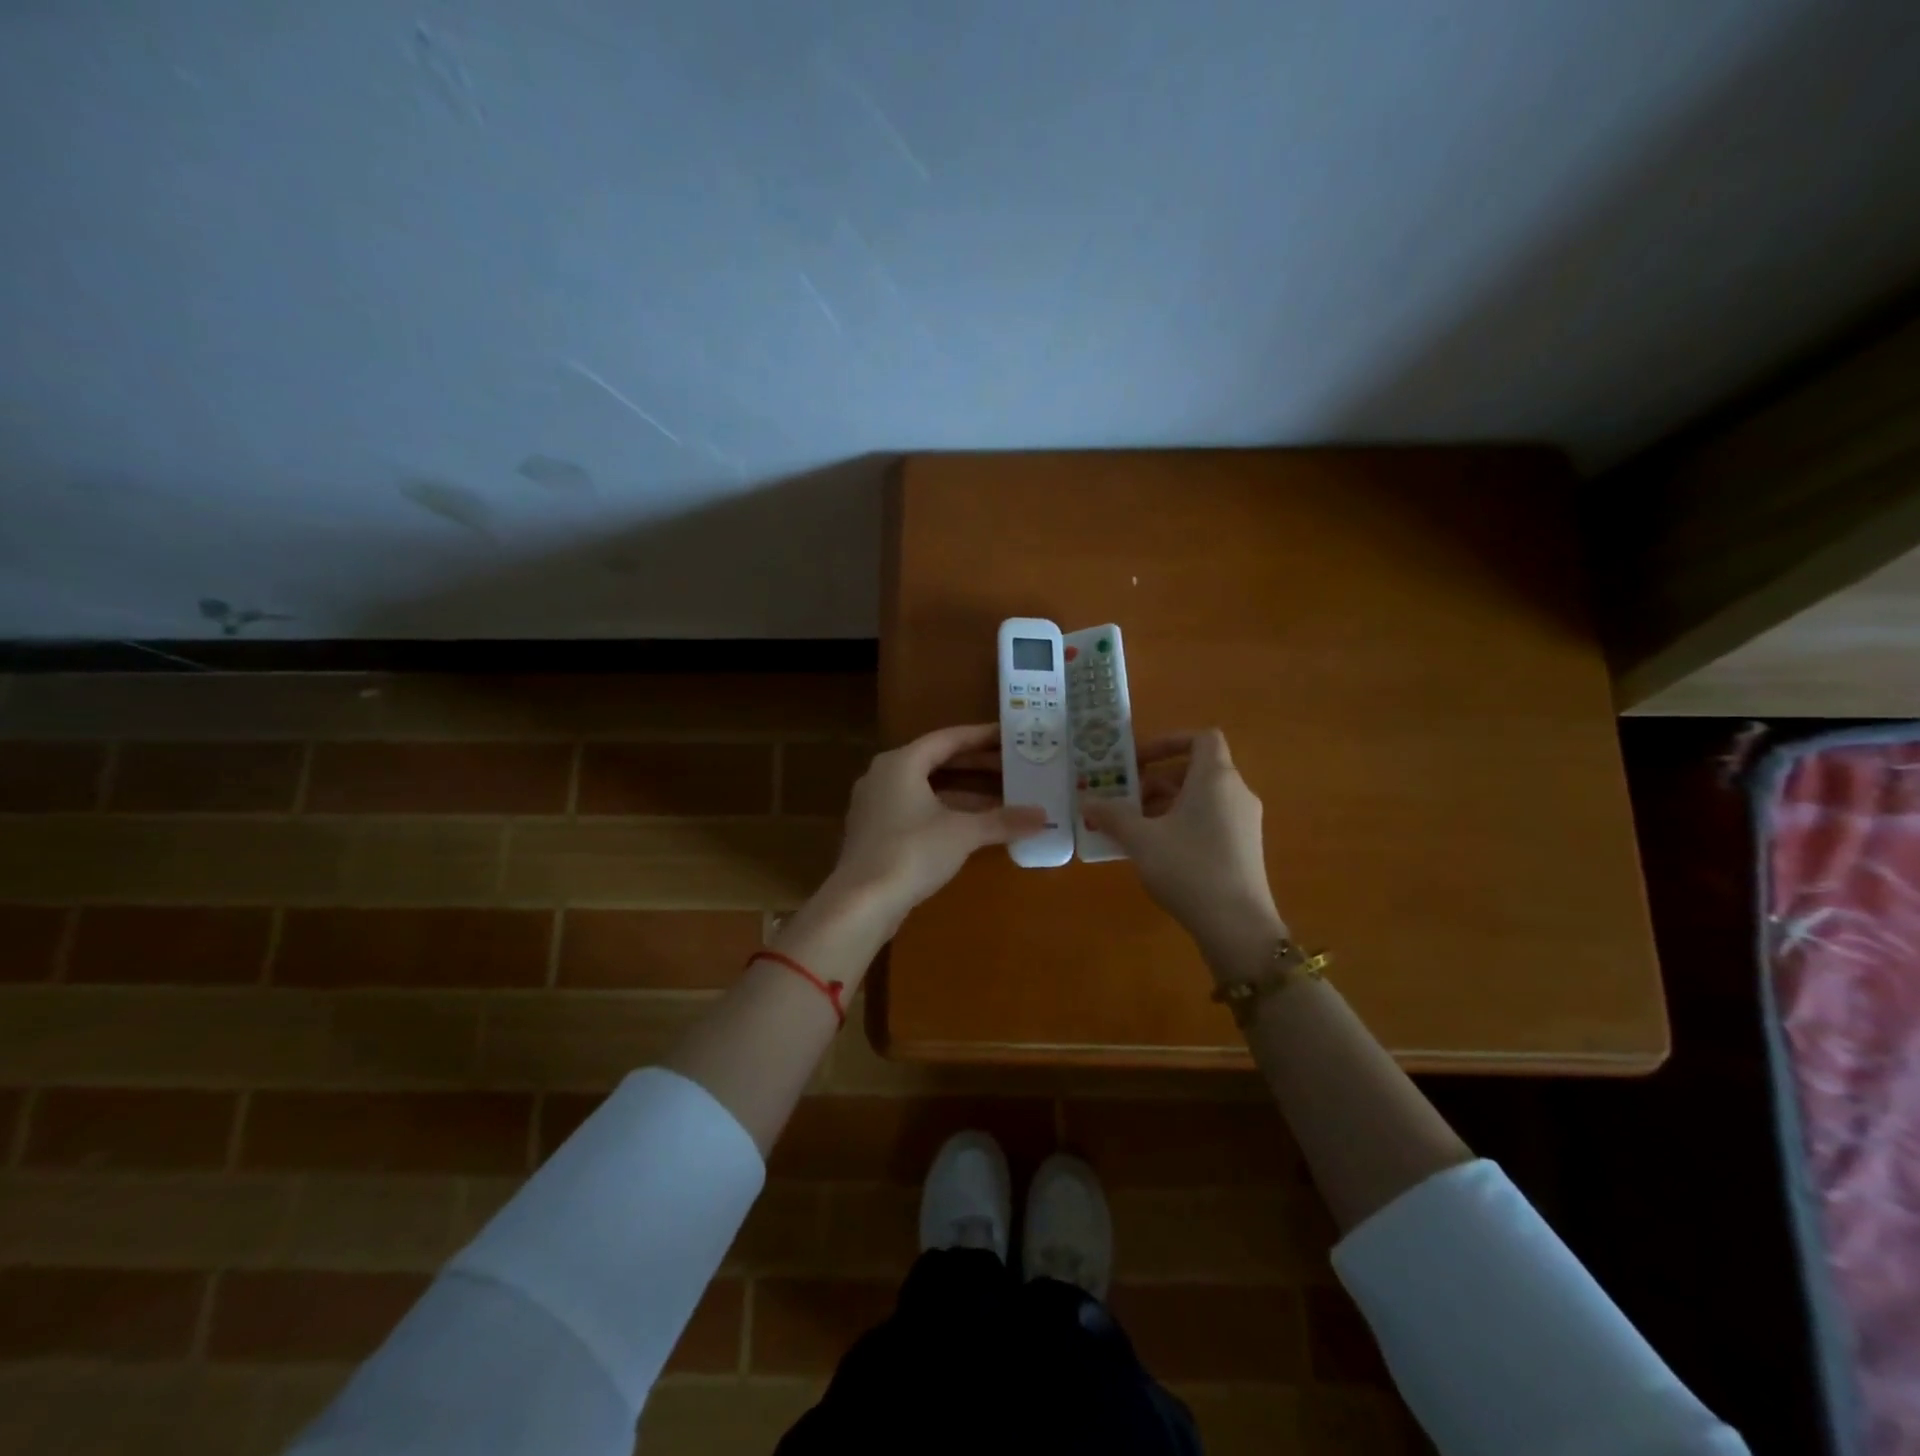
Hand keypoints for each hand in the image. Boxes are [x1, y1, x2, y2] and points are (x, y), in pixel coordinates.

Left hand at [825, 724, 1046, 928]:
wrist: (861, 903)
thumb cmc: (912, 853)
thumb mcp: (963, 834)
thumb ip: (1002, 821)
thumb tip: (1042, 816)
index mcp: (901, 763)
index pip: (947, 739)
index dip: (981, 737)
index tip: (1010, 736)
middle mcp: (884, 775)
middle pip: (937, 762)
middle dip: (976, 766)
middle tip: (1013, 767)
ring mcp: (875, 805)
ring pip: (927, 788)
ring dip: (963, 792)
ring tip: (1002, 797)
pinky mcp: (875, 832)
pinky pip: (916, 809)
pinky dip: (945, 811)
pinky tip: (973, 825)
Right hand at [1083, 729, 1284, 970]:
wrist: (1237, 926)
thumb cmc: (1188, 868)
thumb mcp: (1141, 839)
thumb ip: (1113, 815)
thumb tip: (1087, 801)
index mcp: (1215, 778)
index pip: (1202, 738)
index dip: (1168, 741)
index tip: (1138, 760)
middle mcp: (1235, 793)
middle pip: (1195, 770)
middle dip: (1156, 780)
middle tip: (1124, 800)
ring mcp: (1244, 822)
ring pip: (1200, 798)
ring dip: (1165, 805)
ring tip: (1132, 828)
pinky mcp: (1244, 849)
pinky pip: (1209, 821)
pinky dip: (1181, 824)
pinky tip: (1156, 852)